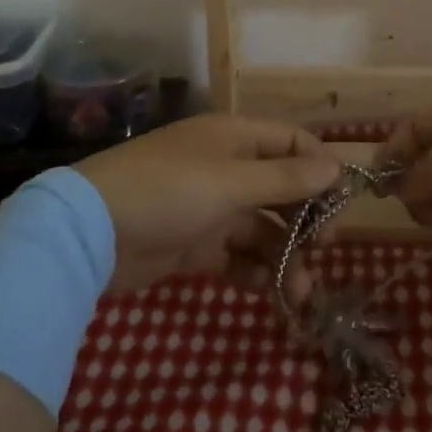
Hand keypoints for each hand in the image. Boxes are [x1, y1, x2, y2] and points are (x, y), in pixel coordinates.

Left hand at [75, 116, 341, 294]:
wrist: (90, 232)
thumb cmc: (167, 190)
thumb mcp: (231, 182)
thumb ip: (285, 178)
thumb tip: (336, 168)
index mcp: (235, 138)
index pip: (291, 143)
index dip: (319, 167)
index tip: (341, 202)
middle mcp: (226, 167)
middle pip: (280, 188)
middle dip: (304, 219)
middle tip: (321, 250)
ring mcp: (210, 206)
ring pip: (261, 227)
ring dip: (283, 254)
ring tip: (300, 292)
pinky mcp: (194, 242)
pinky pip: (236, 253)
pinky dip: (254, 269)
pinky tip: (270, 290)